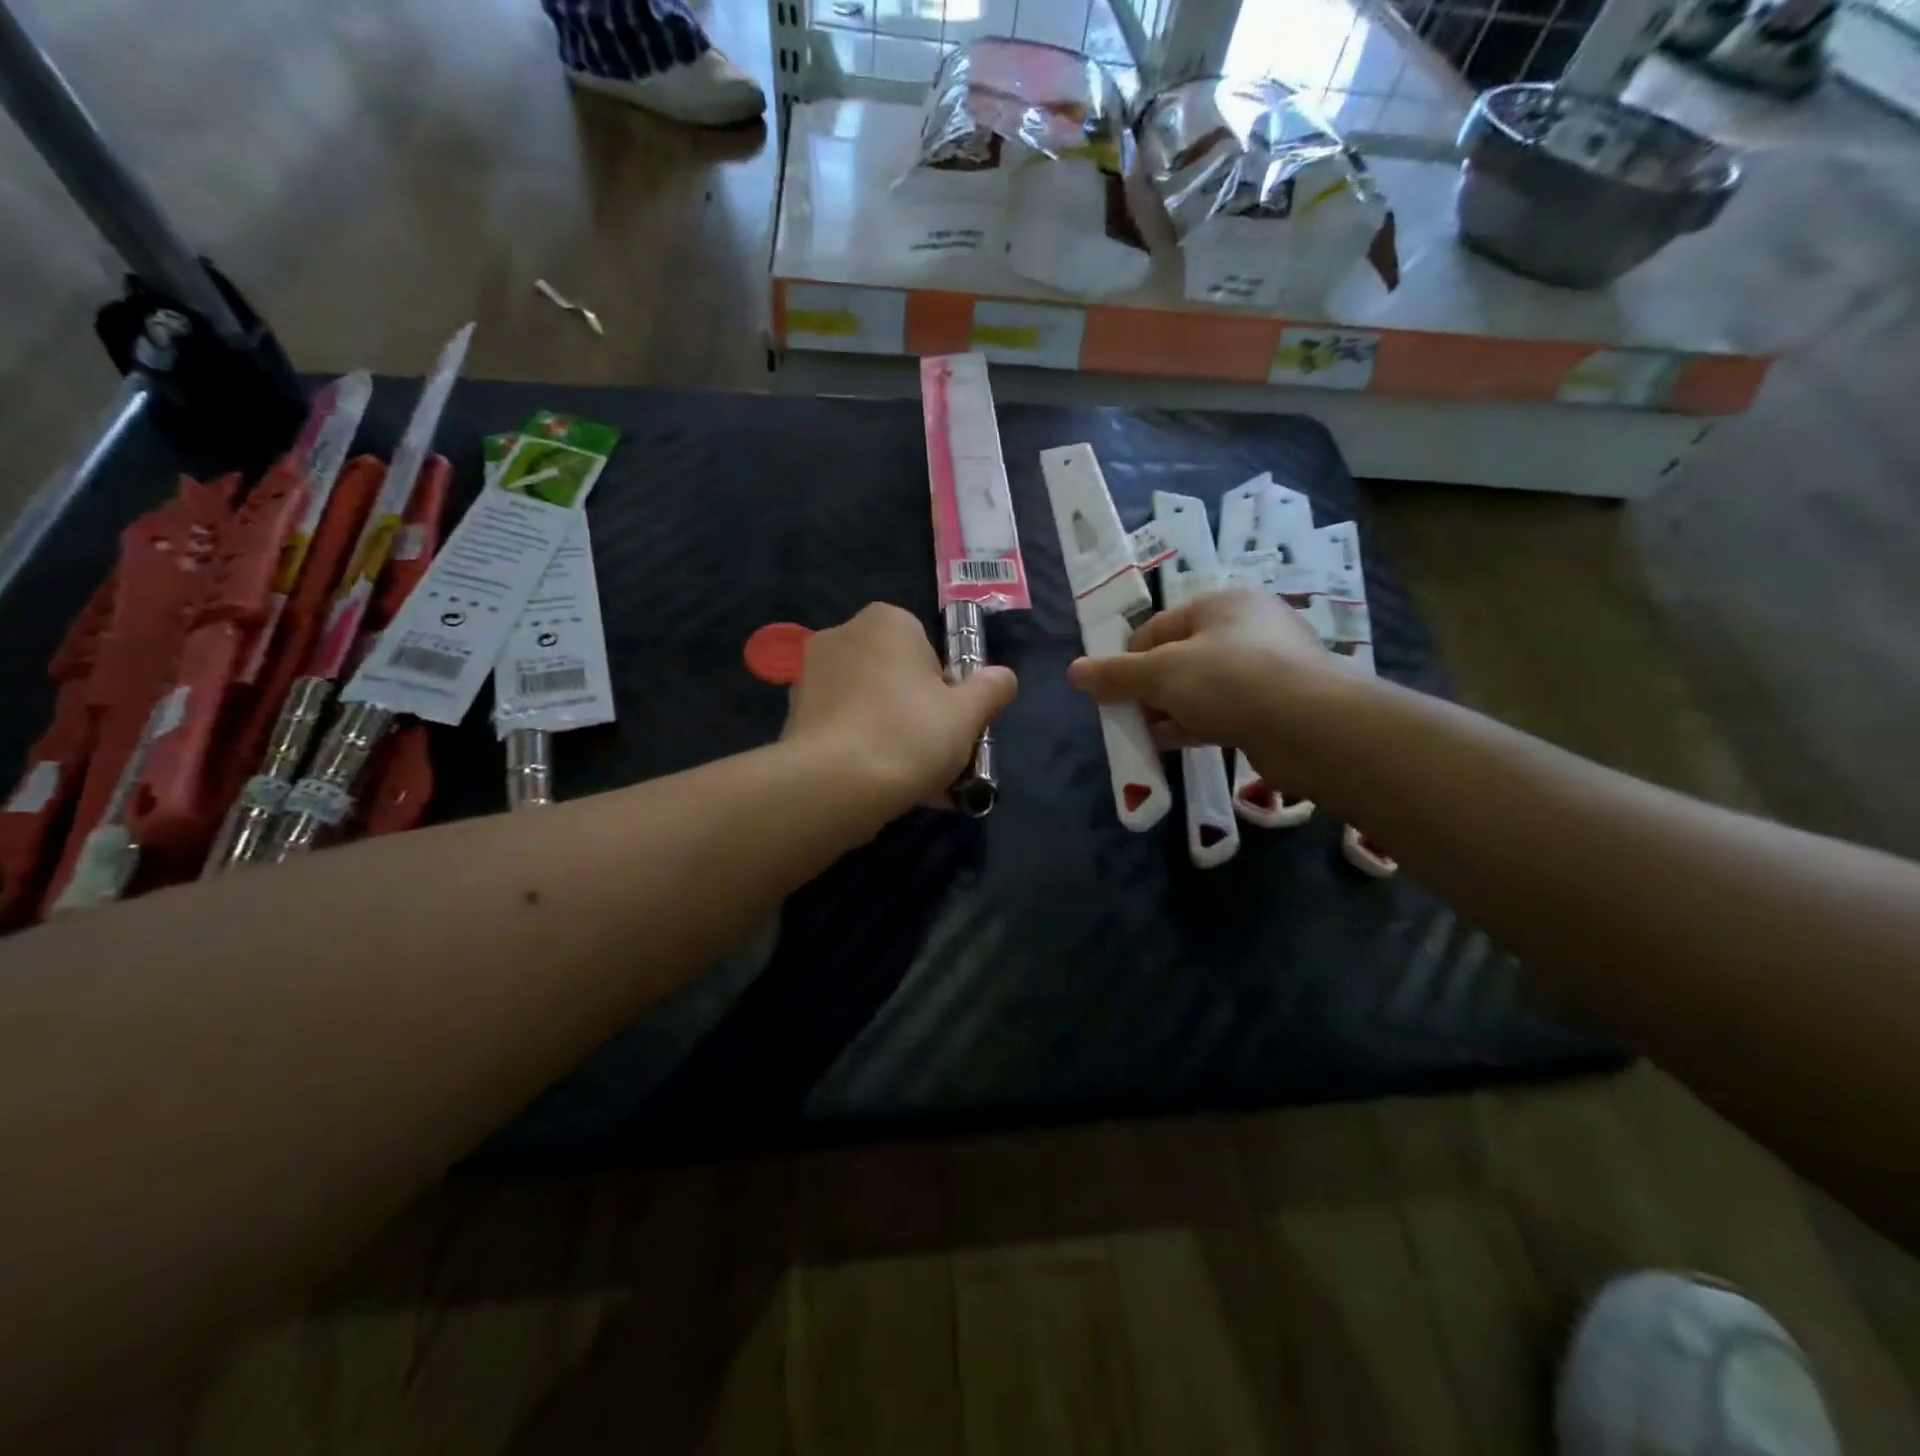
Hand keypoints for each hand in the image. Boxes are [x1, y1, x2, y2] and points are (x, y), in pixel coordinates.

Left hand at [784, 603, 1017, 811]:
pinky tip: (883, 789)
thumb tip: (1004, 677)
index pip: (928, 650)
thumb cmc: (910, 734)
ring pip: (870, 707)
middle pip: (897, 678)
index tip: (952, 725)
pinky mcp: (794, 716)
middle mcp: (842, 636)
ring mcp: (811, 676)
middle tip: (937, 757)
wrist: (835, 786)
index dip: (946, 690)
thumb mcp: (969, 713)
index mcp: (886, 621)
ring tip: (915, 783)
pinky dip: (864, 751)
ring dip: (893, 737)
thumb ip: (991, 689)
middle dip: (918, 715)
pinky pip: (844, 729)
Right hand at [1066, 589, 1335, 750]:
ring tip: (1147, 735)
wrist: (1311, 727)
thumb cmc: (1229, 680)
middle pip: (1179, 658)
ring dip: (1171, 710)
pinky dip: (1198, 724)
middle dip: (1149, 689)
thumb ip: (1116, 674)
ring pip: (1202, 687)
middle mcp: (1248, 627)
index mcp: (1221, 603)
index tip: (1111, 692)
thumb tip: (1073, 672)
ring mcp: (1267, 667)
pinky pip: (1225, 710)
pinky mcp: (1278, 704)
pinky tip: (1176, 743)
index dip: (1128, 661)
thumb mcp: (1161, 673)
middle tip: (1129, 716)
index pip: (1157, 628)